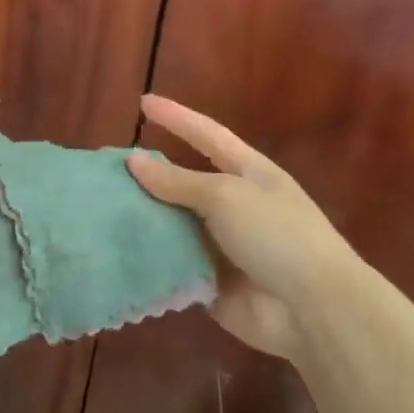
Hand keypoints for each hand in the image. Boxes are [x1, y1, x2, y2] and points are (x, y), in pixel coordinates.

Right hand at [127, 94, 361, 356]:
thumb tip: (134, 161)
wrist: (314, 310)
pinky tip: (114, 250)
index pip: (206, 134)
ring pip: (174, 224)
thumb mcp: (225, 196)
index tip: (143, 102)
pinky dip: (149, 258)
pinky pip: (173, 264)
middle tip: (104, 168)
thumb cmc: (276, 236)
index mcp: (248, 172)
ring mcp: (222, 245)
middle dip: (148, 176)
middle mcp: (234, 204)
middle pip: (183, 182)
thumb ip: (177, 181)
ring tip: (99, 209)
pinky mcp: (210, 281)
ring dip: (143, 219)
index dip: (176, 117)